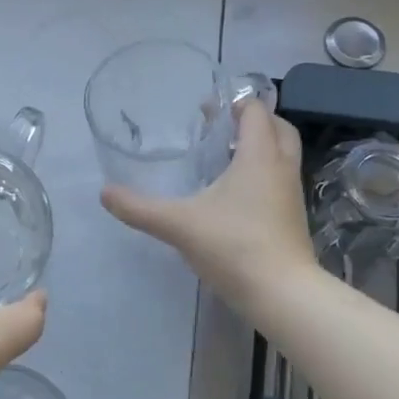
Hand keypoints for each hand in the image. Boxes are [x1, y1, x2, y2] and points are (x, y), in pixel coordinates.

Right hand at [101, 98, 317, 305]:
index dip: (235, 104)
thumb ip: (140, 208)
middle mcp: (281, 167)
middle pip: (278, 128)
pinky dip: (264, 174)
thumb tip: (105, 193)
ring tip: (226, 158)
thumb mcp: (179, 224)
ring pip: (283, 155)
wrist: (283, 294)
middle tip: (221, 129)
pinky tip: (236, 195)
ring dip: (261, 147)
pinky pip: (281, 180)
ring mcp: (291, 194)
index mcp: (259, 155)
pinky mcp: (293, 218)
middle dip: (253, 121)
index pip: (256, 111)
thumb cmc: (234, 246)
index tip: (207, 110)